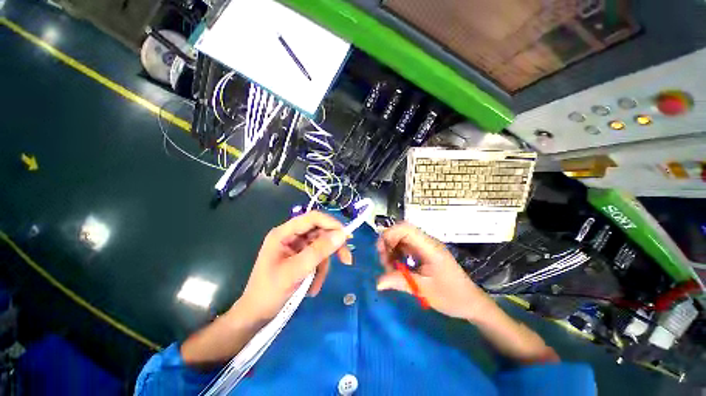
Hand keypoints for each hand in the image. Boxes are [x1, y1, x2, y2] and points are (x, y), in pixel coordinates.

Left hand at [236, 211, 351, 322]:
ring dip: (323, 265)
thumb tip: (342, 234)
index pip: (312, 218)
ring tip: (316, 285)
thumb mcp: (296, 271)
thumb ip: (319, 251)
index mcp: (284, 233)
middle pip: (319, 232)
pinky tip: (312, 288)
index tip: (346, 236)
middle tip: (346, 260)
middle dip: (332, 248)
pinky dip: (319, 272)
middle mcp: (291, 236)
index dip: (331, 223)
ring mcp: (296, 248)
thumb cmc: (270, 292)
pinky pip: (317, 259)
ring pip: (321, 247)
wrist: (256, 316)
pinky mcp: (300, 258)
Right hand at [376, 222, 494, 320]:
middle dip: (388, 243)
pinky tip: (397, 266)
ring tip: (389, 266)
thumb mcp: (424, 290)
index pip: (406, 229)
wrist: (471, 303)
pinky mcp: (425, 252)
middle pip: (402, 231)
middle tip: (384, 261)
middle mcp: (427, 242)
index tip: (381, 251)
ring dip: (392, 249)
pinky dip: (398, 253)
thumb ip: (400, 282)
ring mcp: (426, 246)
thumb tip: (377, 283)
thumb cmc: (451, 296)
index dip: (389, 235)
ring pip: (402, 238)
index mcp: (429, 247)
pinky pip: (406, 246)